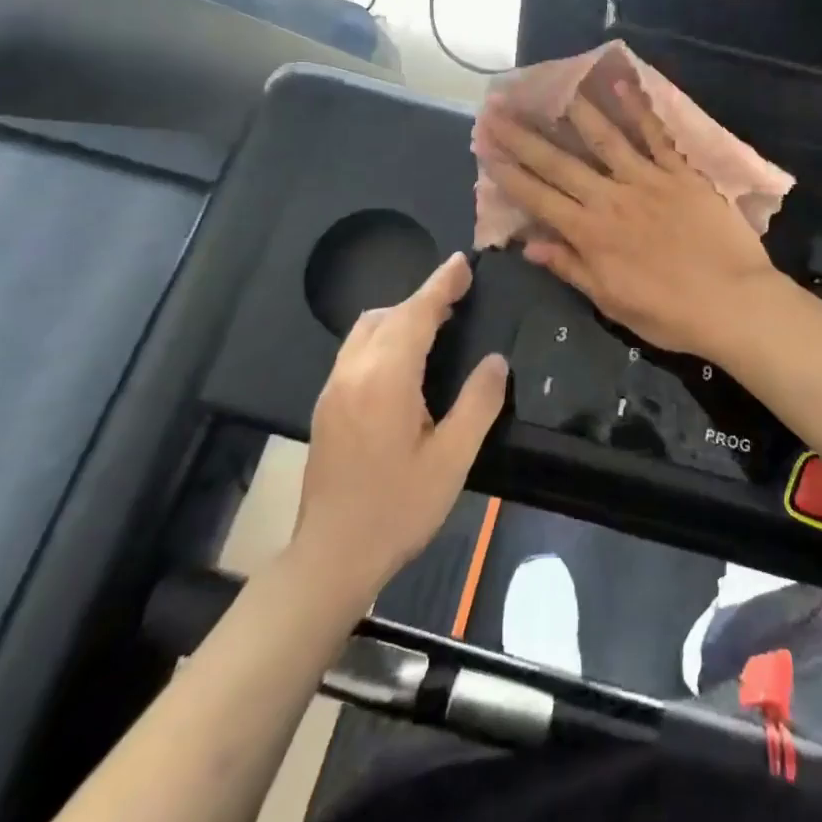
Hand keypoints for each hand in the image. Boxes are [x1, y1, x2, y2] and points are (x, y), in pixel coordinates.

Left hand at [293, 254, 506, 600]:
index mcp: (385, 379)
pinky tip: (405, 361)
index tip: (462, 263)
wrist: (330, 558)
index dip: (441, 285)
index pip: (415, 314)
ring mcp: (333, 389)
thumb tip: (495, 362)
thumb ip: (478, 403)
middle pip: (386, 315)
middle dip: (422, 299)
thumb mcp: (452, 459)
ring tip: (436, 325)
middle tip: (459, 297)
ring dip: (400, 317)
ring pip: (365, 330)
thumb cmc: (397, 508)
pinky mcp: (326, 406)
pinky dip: (384, 337)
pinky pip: (356, 351)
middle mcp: (353, 372)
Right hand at [478, 83, 779, 356]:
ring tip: (551, 86)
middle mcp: (610, 198)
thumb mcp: (611, 302)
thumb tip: (529, 246)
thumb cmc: (670, 314)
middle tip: (498, 107)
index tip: (485, 146)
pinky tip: (619, 84)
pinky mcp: (681, 172)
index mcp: (590, 234)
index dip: (508, 171)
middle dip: (524, 135)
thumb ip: (571, 268)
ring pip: (604, 138)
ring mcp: (647, 180)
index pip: (538, 197)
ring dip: (574, 111)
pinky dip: (638, 108)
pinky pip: (656, 135)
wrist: (733, 303)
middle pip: (559, 162)